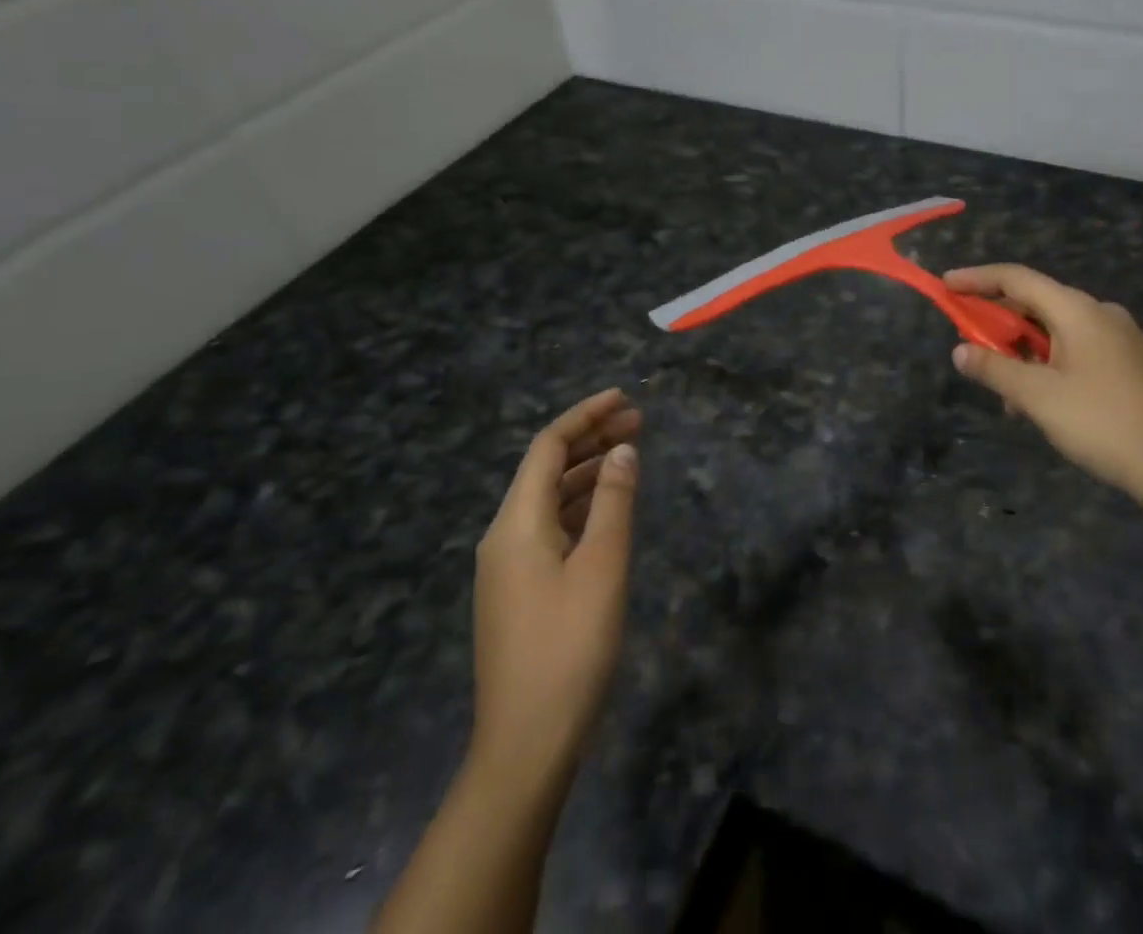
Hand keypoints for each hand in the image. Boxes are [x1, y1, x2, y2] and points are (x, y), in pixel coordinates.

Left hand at [471, 388, 640, 774]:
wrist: (526, 744)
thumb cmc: (569, 647)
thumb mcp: (603, 567)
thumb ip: (614, 501)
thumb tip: (622, 450)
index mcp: (516, 523)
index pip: (548, 447)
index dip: (585, 416)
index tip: (625, 398)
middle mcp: (503, 536)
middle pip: (546, 469)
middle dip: (591, 439)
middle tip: (639, 422)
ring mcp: (507, 567)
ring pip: (548, 499)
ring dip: (588, 472)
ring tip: (631, 456)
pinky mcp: (518, 592)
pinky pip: (549, 528)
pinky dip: (580, 506)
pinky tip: (609, 508)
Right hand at [945, 265, 1142, 517]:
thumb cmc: (1101, 423)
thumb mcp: (1037, 397)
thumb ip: (994, 369)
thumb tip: (960, 351)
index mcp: (1078, 310)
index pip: (1017, 278)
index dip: (977, 278)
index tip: (945, 285)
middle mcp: (1100, 313)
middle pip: (1036, 304)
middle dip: (999, 325)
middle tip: (971, 349)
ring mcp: (1120, 337)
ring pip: (1056, 331)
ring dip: (1024, 353)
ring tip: (1007, 394)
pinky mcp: (1131, 362)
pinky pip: (1077, 348)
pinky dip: (1049, 363)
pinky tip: (1041, 400)